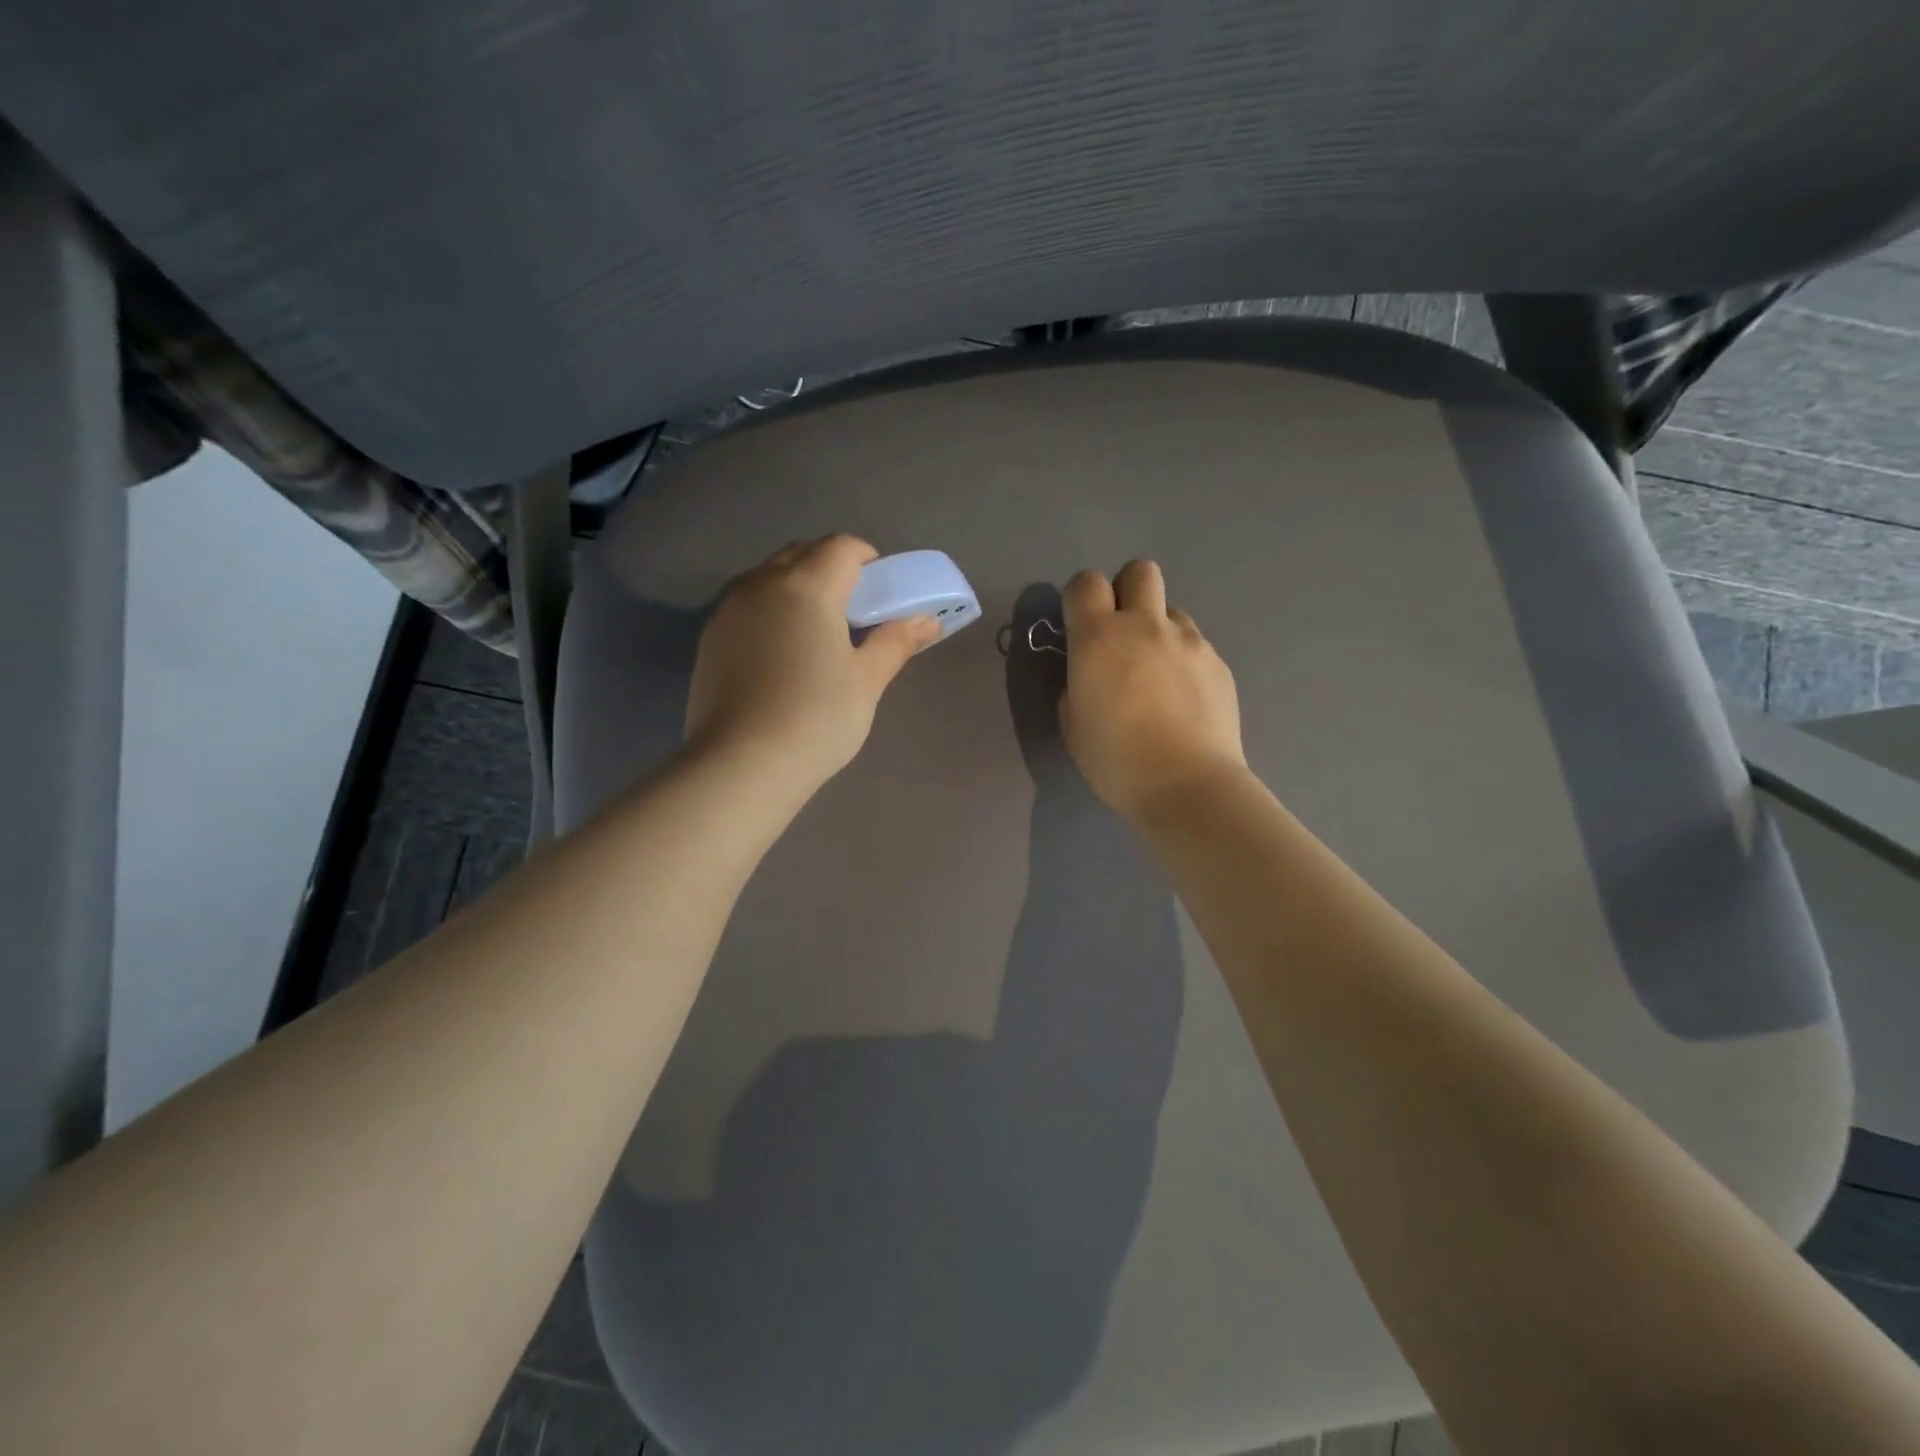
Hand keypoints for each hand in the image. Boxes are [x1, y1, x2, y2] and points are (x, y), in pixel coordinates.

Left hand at [685, 535, 939, 789]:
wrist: (742, 763)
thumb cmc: (817, 718)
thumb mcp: (866, 681)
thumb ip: (895, 642)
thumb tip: (928, 621)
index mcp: (807, 586)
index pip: (841, 547)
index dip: (866, 560)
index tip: (879, 592)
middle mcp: (762, 584)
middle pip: (802, 554)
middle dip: (830, 569)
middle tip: (852, 612)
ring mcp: (729, 609)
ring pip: (769, 578)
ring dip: (796, 588)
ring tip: (815, 634)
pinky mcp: (709, 637)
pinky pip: (746, 606)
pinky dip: (769, 613)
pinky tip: (780, 656)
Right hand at [1060, 560, 1246, 819]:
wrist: (1187, 786)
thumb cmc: (1116, 761)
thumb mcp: (1073, 723)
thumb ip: (1077, 683)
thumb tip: (1091, 672)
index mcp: (1099, 638)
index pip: (1086, 582)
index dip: (1081, 597)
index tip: (1080, 624)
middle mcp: (1145, 626)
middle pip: (1139, 571)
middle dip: (1126, 591)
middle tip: (1121, 632)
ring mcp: (1188, 641)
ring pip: (1170, 610)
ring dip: (1157, 629)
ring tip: (1157, 673)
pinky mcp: (1217, 662)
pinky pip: (1194, 644)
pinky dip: (1183, 659)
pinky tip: (1183, 698)